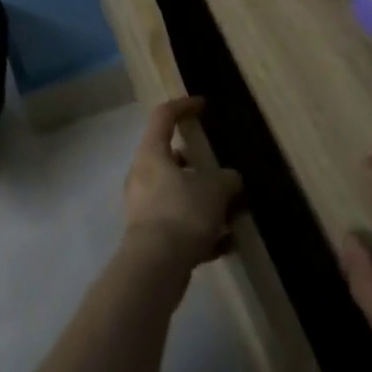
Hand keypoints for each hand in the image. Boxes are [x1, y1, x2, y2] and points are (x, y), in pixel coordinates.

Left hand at [122, 97, 242, 271]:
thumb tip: (229, 179)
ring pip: (176, 194)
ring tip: (230, 213)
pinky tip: (224, 244)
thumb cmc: (182, 213)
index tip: (203, 105)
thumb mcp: (214, 190)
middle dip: (198, 166)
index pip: (163, 116)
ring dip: (202, 201)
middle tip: (222, 174)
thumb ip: (226, 179)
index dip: (184, 106)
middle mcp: (141, 175)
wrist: (155, 266)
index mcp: (151, 153)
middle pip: (170, 159)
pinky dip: (199, 230)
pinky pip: (178, 224)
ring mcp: (143, 207)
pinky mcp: (149, 236)